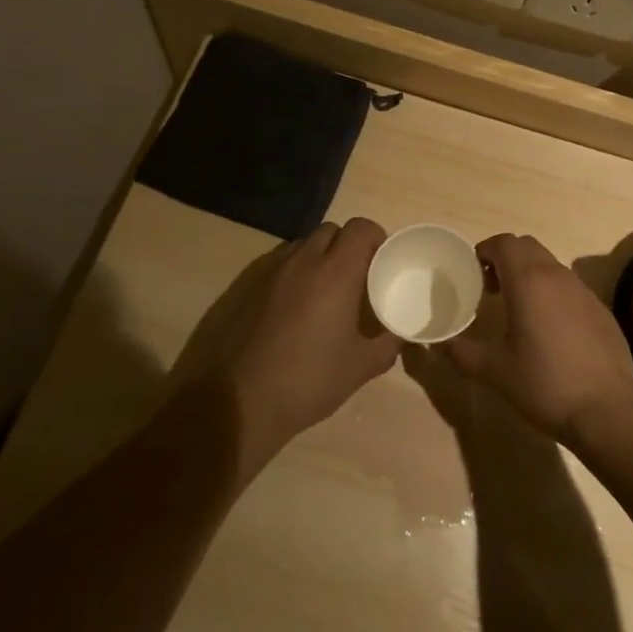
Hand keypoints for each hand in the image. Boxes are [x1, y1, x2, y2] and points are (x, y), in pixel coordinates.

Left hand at [172, 218, 398, 478]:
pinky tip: (290, 311)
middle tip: (354, 280)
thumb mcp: (359, 368)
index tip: (380, 262)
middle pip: (331, 231)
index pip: (361, 228)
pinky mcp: (243, 285)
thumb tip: (398, 335)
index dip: (375, 238)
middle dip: (346, 247)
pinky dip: (290, 275)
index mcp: (335, 272)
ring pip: (301, 246)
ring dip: (317, 259)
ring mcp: (268, 270)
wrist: (234, 403)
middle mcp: (302, 260)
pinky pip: (276, 265)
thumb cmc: (306, 382)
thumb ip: (387, 345)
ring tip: (321, 295)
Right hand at [442, 233, 632, 446]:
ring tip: (518, 308)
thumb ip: (463, 353)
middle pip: (527, 246)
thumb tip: (439, 344)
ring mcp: (583, 290)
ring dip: (529, 274)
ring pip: (550, 264)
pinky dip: (552, 292)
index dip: (485, 250)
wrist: (609, 410)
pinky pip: (569, 286)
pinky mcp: (600, 309)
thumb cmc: (546, 385)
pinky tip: (550, 329)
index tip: (473, 273)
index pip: (504, 242)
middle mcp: (557, 276)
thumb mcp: (496, 372)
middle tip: (491, 288)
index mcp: (529, 281)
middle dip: (506, 258)